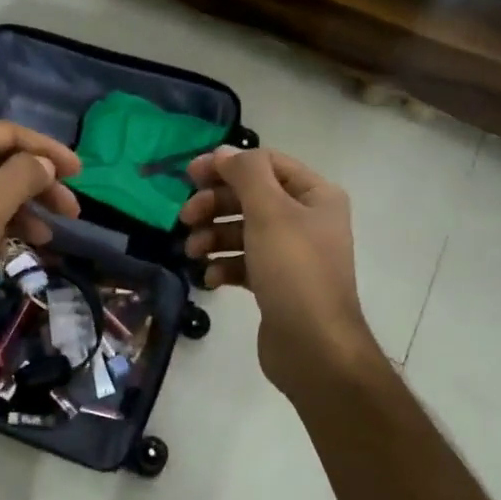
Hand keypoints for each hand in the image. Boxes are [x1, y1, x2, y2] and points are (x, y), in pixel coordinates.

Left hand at [0, 122, 81, 334]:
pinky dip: (2, 228)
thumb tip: (45, 163)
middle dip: (40, 185)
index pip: (11, 134)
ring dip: (25, 211)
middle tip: (72, 211)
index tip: (80, 173)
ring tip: (49, 236)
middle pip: (4, 163)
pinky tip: (18, 247)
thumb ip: (25, 175)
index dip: (48, 150)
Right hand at [179, 146, 378, 397]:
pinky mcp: (276, 284)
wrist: (314, 347)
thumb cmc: (293, 270)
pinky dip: (223, 266)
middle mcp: (306, 220)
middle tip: (185, 217)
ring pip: (242, 232)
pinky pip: (243, 263)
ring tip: (193, 252)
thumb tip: (223, 152)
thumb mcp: (269, 212)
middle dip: (215, 206)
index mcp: (315, 195)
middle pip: (250, 198)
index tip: (189, 175)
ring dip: (213, 237)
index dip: (227, 166)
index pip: (266, 164)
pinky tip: (209, 279)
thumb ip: (245, 175)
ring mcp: (292, 254)